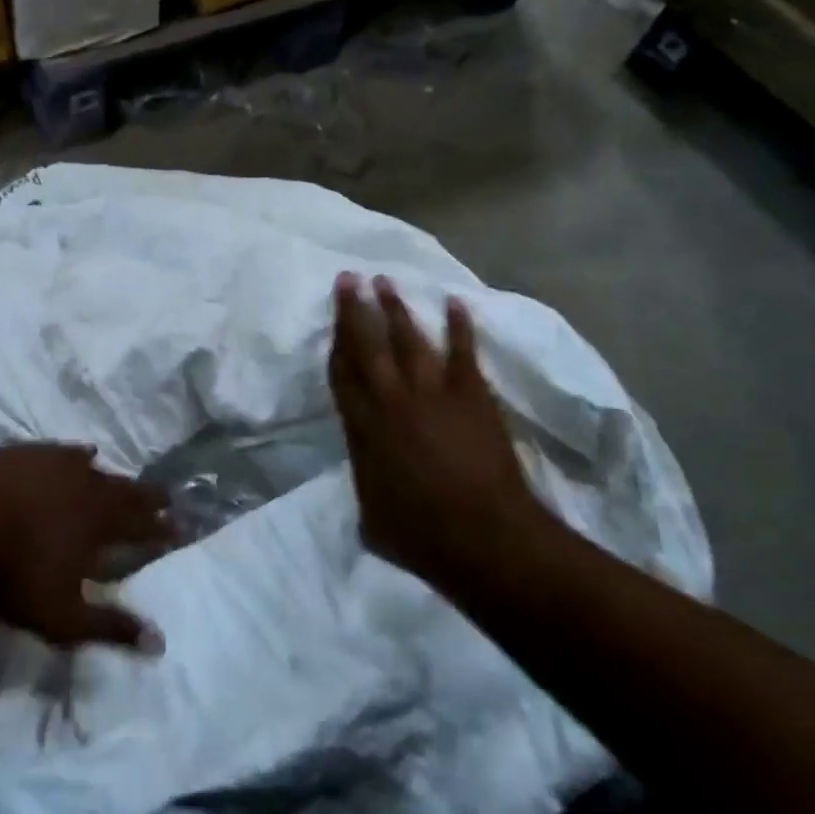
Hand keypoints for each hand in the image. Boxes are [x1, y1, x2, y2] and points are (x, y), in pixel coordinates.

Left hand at [0, 445, 171, 652]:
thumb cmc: (10, 577)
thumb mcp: (62, 617)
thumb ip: (110, 627)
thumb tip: (159, 644)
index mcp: (99, 525)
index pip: (142, 527)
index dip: (163, 529)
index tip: (181, 526)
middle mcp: (87, 487)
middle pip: (127, 491)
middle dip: (149, 497)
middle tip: (168, 495)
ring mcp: (57, 464)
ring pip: (99, 469)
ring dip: (115, 477)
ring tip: (126, 480)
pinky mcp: (30, 452)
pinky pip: (67, 451)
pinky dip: (80, 455)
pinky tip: (82, 454)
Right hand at [329, 273, 545, 580]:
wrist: (482, 536)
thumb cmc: (422, 535)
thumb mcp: (371, 518)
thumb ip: (364, 484)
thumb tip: (365, 472)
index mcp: (362, 429)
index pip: (341, 376)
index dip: (335, 346)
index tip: (332, 321)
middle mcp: (390, 400)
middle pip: (366, 345)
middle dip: (355, 309)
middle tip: (348, 277)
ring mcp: (431, 393)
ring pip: (408, 339)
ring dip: (395, 308)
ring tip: (384, 281)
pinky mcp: (470, 394)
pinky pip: (462, 351)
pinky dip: (460, 326)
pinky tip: (455, 302)